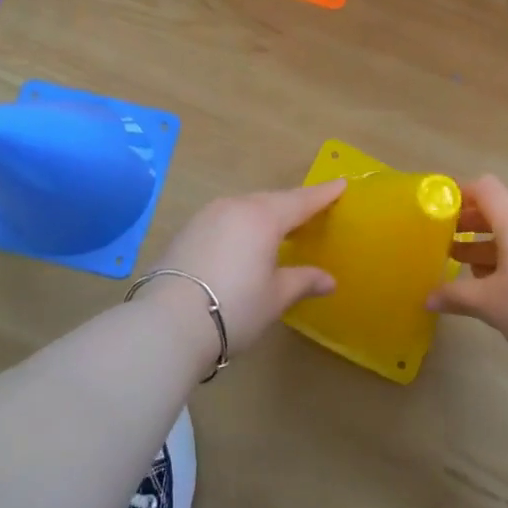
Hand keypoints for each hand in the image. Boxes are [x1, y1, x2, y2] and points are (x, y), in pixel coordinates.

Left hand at [151, 181, 346, 352]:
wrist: (166, 324)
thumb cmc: (233, 308)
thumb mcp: (274, 297)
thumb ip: (303, 281)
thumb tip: (329, 280)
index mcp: (263, 217)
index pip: (302, 200)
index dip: (323, 194)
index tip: (341, 184)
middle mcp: (235, 207)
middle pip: (272, 200)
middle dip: (293, 205)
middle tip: (313, 211)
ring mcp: (206, 217)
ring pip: (245, 208)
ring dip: (265, 215)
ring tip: (279, 229)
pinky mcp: (186, 232)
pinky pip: (225, 220)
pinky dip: (242, 226)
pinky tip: (245, 244)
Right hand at [430, 175, 507, 369]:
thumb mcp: (490, 305)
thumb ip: (456, 295)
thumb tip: (427, 298)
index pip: (486, 188)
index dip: (460, 193)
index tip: (440, 210)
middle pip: (500, 210)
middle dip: (471, 224)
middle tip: (446, 243)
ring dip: (491, 244)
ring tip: (470, 268)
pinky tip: (505, 285)